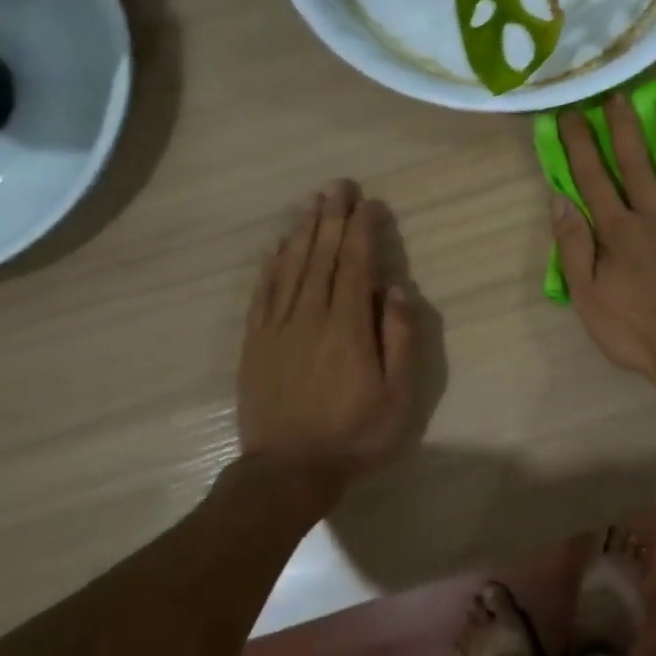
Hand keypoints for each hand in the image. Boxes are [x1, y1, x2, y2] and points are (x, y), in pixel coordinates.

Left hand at [240, 180, 417, 481]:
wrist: (287, 471)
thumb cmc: (354, 434)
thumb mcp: (398, 395)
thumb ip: (400, 339)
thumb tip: (397, 289)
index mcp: (347, 326)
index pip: (355, 264)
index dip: (362, 229)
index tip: (370, 203)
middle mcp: (310, 315)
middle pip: (320, 255)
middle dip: (332, 217)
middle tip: (339, 185)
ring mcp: (277, 327)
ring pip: (290, 267)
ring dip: (302, 231)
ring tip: (312, 203)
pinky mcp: (255, 343)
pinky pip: (262, 293)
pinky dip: (270, 266)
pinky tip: (276, 248)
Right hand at [552, 94, 655, 390]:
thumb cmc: (637, 333)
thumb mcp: (588, 299)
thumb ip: (574, 248)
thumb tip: (559, 200)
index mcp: (618, 232)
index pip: (593, 179)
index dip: (580, 145)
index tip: (571, 115)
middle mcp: (655, 217)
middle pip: (637, 164)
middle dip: (623, 127)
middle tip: (616, 94)